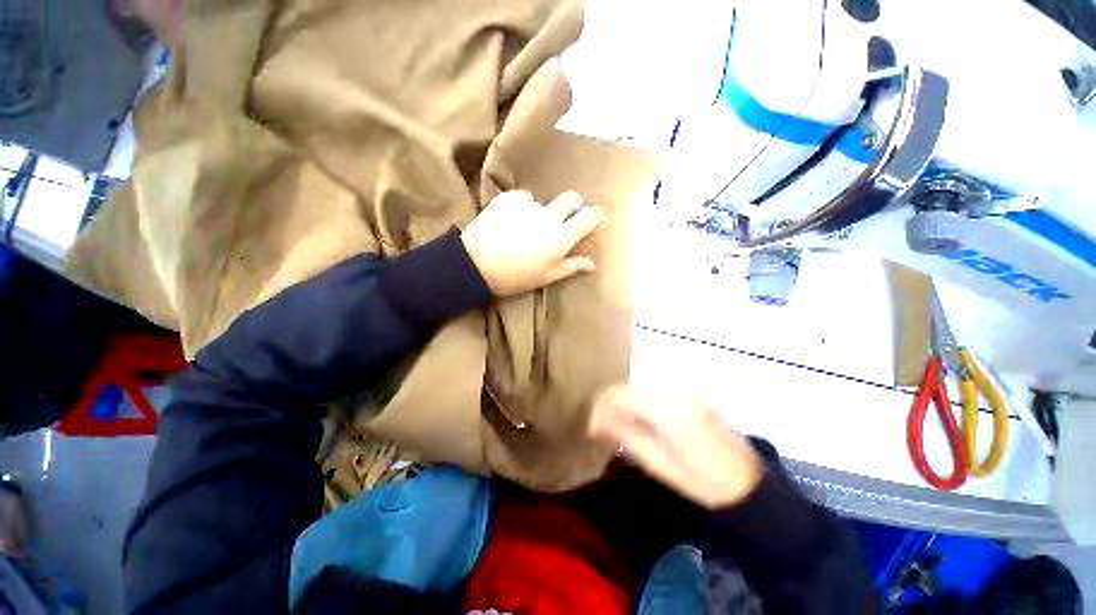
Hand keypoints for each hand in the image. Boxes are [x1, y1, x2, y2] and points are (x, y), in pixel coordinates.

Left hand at [461, 190, 601, 296]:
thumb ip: (571, 266)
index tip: (589, 222)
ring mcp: (528, 204)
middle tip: (562, 220)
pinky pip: (523, 198)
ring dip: (541, 212)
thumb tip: (591, 263)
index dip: (593, 217)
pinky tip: (510, 221)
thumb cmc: (515, 277)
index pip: (590, 216)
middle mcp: (549, 216)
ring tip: (525, 228)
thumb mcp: (546, 276)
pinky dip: (521, 207)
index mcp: (561, 237)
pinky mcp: (509, 198)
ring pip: (544, 202)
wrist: (475, 265)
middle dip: (572, 206)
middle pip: (571, 198)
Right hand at [589, 385, 763, 509]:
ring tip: (617, 424)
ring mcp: (684, 391)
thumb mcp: (659, 465)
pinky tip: (639, 420)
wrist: (748, 485)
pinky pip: (654, 392)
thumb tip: (595, 421)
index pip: (621, 396)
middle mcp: (675, 393)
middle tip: (600, 426)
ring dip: (624, 402)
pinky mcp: (690, 395)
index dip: (600, 407)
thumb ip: (626, 437)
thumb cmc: (702, 484)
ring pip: (640, 388)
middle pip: (629, 388)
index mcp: (668, 413)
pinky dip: (640, 403)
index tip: (589, 425)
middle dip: (609, 404)